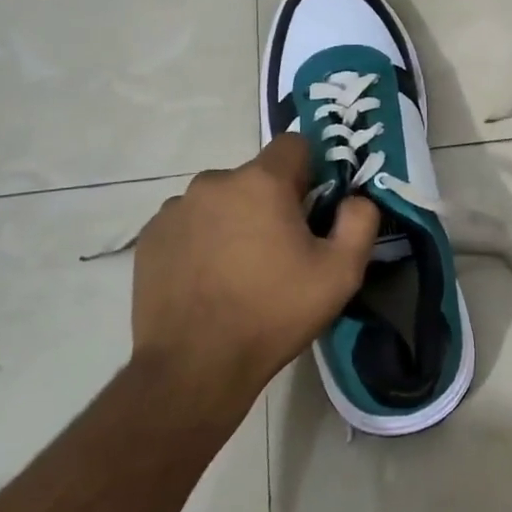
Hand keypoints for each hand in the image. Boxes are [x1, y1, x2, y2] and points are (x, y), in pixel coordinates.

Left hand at [130, 134, 378, 414]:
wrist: (194, 368)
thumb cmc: (273, 314)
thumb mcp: (340, 274)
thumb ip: (360, 222)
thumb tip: (355, 199)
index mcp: (261, 182)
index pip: (293, 144)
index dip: (309, 172)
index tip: (311, 209)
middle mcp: (214, 182)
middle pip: (255, 176)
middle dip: (270, 202)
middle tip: (278, 251)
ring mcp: (176, 208)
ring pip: (220, 200)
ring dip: (234, 220)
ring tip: (238, 271)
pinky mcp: (150, 237)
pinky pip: (188, 223)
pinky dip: (201, 240)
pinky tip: (206, 280)